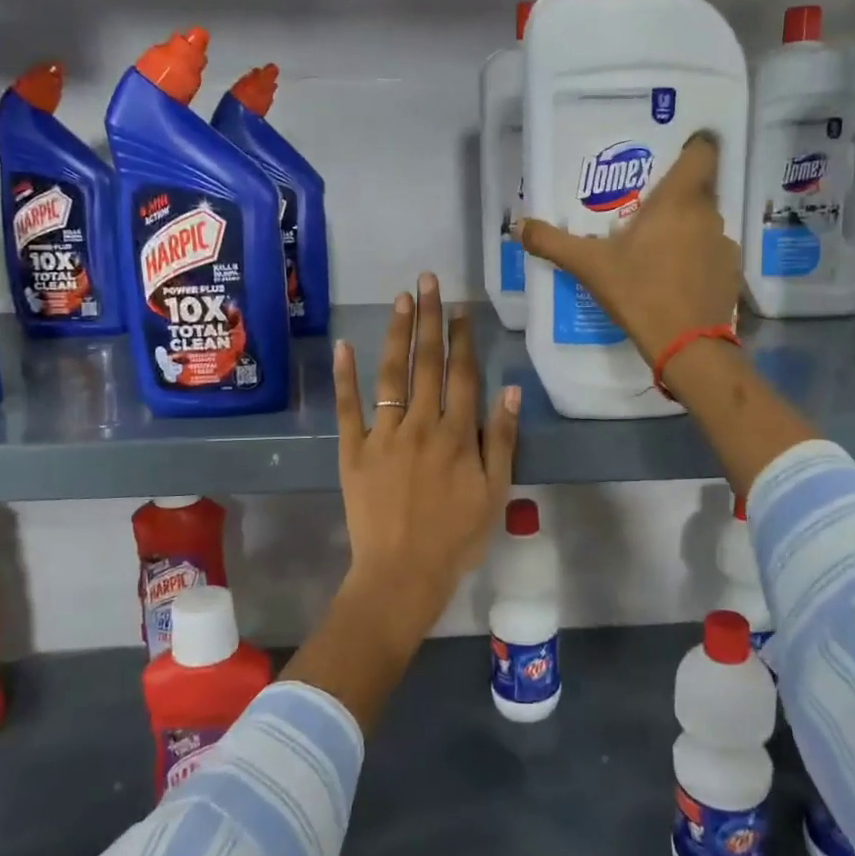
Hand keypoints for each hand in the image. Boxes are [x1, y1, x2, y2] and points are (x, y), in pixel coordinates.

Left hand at [331, 274, 520, 659]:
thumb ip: (502, 439)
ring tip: (400, 299)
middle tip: (428, 280)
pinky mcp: (353, 451)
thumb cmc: (456, 538)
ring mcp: (383, 435)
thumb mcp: (496, 493)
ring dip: (396, 334)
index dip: (463, 338)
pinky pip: (348, 408)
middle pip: (427, 363)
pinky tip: (344, 345)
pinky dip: (345, 376)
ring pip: (391, 374)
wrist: (402, 574)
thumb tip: (510, 389)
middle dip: (429, 318)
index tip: (461, 308)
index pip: (462, 374)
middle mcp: (421, 424)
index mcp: (457, 434)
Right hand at [518, 133, 740, 368]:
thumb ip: (553, 242)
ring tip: (657, 246)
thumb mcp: (590, 266)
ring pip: (704, 222)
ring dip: (686, 228)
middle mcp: (709, 213)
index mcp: (679, 199)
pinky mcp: (732, 273)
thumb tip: (519, 226)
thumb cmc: (639, 292)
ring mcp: (724, 244)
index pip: (703, 151)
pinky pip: (712, 252)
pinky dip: (697, 258)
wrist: (687, 345)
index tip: (674, 154)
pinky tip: (675, 278)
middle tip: (646, 207)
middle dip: (676, 194)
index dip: (693, 147)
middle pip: (699, 188)